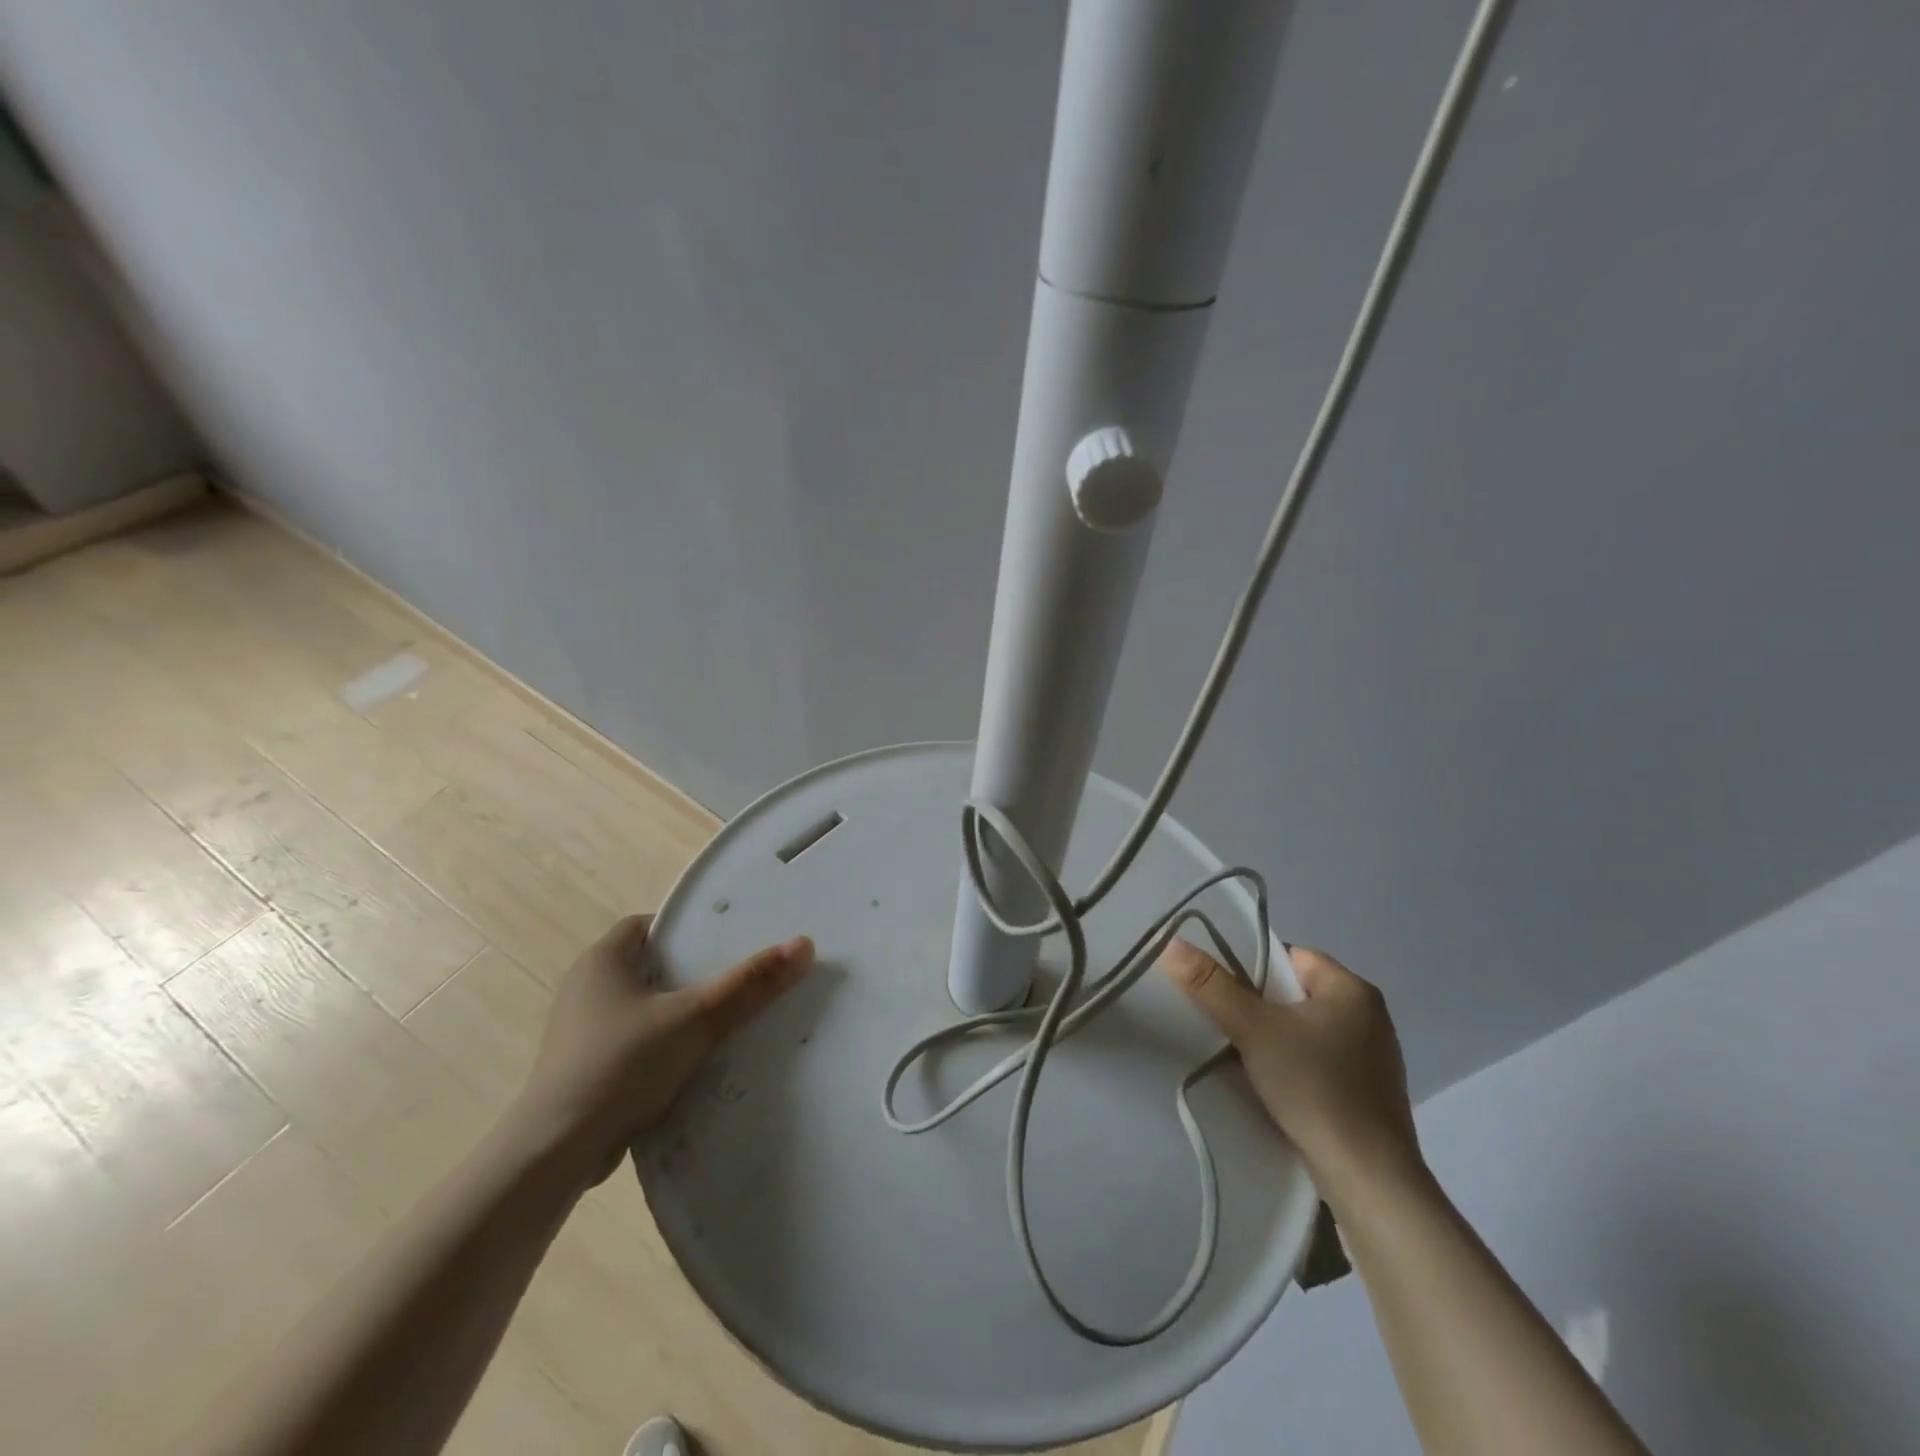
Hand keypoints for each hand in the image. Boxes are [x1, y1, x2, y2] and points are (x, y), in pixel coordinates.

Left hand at [515, 914, 812, 1183]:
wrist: (556, 1152)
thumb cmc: (622, 1064)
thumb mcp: (696, 1018)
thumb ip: (749, 984)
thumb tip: (804, 945)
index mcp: (603, 959)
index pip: (650, 926)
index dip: (688, 930)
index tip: (726, 943)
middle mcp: (585, 986)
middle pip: (650, 966)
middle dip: (690, 973)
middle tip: (735, 980)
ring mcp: (579, 1030)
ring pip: (642, 1007)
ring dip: (676, 1013)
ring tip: (723, 1021)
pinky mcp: (582, 1068)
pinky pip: (632, 1041)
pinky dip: (659, 1046)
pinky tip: (690, 1063)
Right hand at [1159, 939, 1420, 1206]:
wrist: (1368, 1179)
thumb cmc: (1313, 1087)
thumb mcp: (1252, 1029)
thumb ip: (1210, 984)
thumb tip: (1172, 943)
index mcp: (1353, 989)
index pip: (1291, 957)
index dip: (1252, 968)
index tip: (1225, 994)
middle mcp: (1371, 1016)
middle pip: (1296, 993)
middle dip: (1260, 1007)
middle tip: (1228, 1026)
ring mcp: (1376, 1058)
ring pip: (1307, 1030)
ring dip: (1276, 1039)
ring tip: (1246, 1058)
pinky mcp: (1372, 1094)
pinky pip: (1322, 1061)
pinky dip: (1296, 1067)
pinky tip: (1277, 1088)